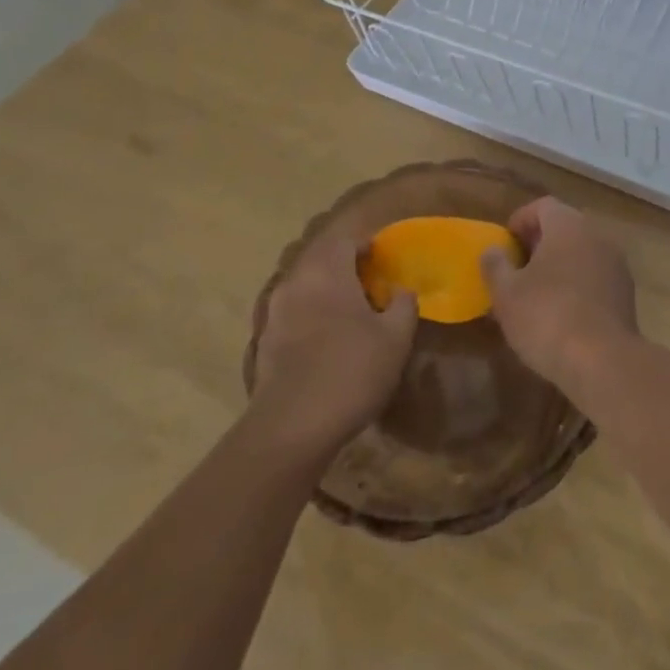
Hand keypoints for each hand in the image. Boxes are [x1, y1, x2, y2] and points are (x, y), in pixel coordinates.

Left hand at [251, 229, 416, 456]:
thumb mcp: (396, 338)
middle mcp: (296, 282)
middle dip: (345, 268)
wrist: (291, 429)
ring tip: (350, 316)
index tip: (384, 261)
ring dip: (326, 293)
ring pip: (305, 288)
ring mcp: (275, 313)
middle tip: (370, 287)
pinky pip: (293, 315)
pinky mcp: (264, 343)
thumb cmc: (351, 371)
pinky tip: (327, 344)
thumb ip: (404, 305)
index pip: (345, 241)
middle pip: (321, 261)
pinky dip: (310, 318)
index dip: (366, 246)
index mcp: (327, 270)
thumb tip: (402, 290)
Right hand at [482, 197, 637, 387]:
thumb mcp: (506, 294)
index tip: (505, 245)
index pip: (542, 206)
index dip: (520, 220)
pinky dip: (577, 285)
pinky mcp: (626, 293)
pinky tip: (561, 314)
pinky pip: (595, 277)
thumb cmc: (547, 317)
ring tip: (536, 294)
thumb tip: (492, 250)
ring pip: (581, 253)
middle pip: (564, 227)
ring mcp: (616, 263)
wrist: (603, 361)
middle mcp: (596, 235)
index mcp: (568, 225)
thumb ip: (495, 265)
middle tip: (517, 269)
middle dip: (539, 244)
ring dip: (559, 266)